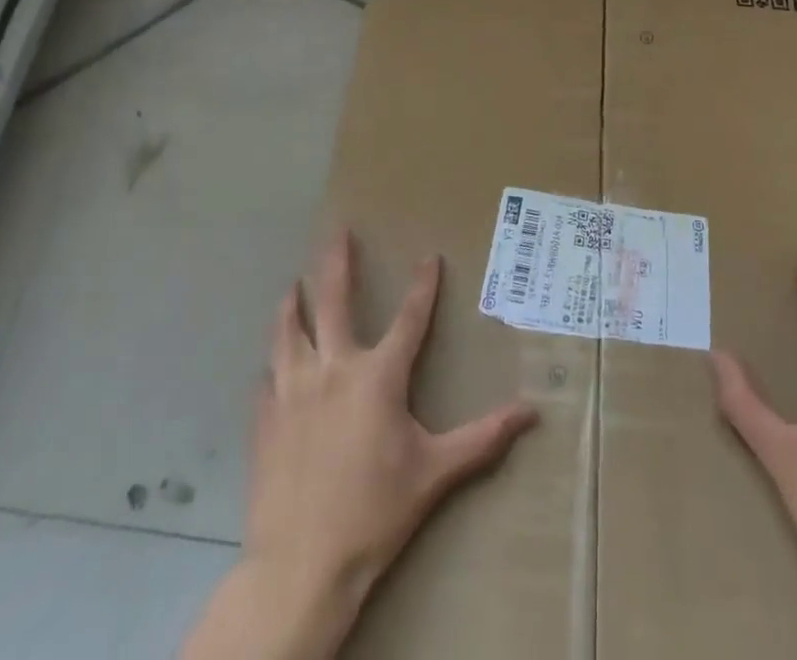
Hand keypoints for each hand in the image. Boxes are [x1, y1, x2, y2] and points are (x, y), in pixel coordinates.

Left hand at [182, 232, 536, 659]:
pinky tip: (270, 366)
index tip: (429, 257)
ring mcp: (293, 391)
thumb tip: (532, 413)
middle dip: (336, 264)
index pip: (409, 318)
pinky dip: (272, 366)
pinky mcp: (265, 419)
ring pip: (288, 332)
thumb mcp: (436, 473)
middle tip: (338, 232)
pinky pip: (266, 379)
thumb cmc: (375, 512)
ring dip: (291, 305)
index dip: (423, 286)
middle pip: (332, 302)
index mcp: (378, 376)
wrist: (301, 565)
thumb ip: (483, 438)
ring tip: (291, 286)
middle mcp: (333, 369)